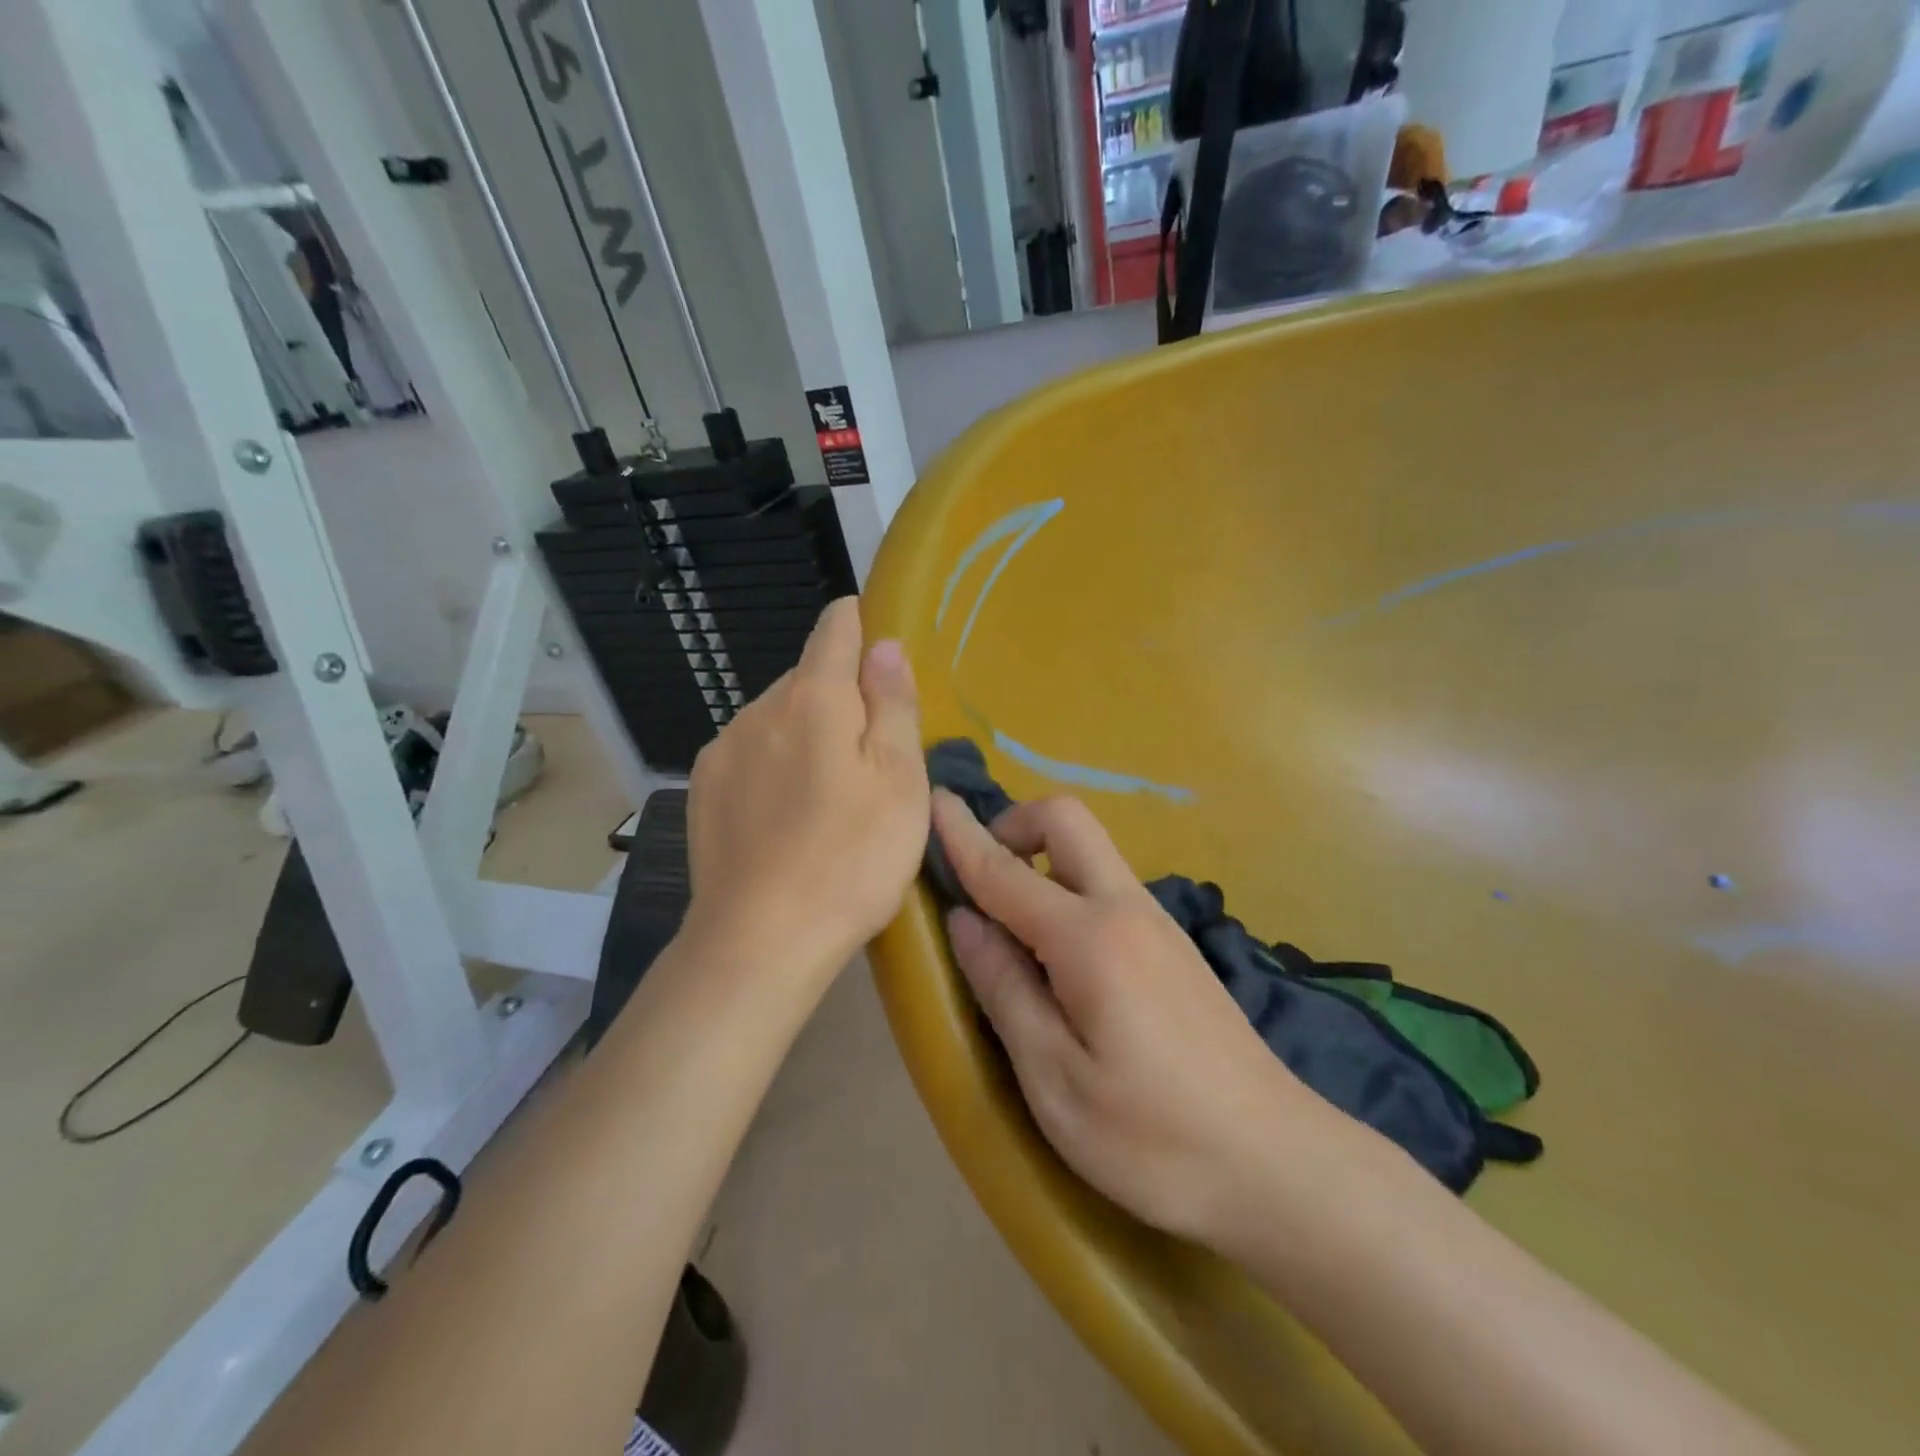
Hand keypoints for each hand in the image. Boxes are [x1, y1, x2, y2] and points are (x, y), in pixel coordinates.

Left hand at [685, 598, 928, 984]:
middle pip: (808, 678)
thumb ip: (892, 704)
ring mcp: (722, 749)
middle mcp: (758, 708)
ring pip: (776, 717)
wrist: (760, 941)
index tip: (879, 647)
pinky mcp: (702, 789)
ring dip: (805, 734)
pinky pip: (748, 753)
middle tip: (870, 757)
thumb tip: (883, 644)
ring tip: (828, 796)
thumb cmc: (851, 859)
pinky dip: (773, 765)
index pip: (835, 628)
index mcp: (813, 698)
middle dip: (840, 699)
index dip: (860, 624)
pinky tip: (786, 815)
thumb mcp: (899, 781)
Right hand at [932, 791, 1321, 1250]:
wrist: (1278, 1166)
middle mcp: (1127, 909)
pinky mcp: (1174, 948)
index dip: (962, 834)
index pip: (1006, 869)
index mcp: (1090, 937)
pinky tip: (1058, 959)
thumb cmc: (1152, 1137)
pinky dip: (1067, 891)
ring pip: (1091, 853)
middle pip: (1068, 821)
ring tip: (1006, 925)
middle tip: (978, 874)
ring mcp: (1159, 924)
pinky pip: (1107, 888)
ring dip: (1042, 859)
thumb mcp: (1054, 1078)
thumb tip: (965, 921)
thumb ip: (1005, 988)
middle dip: (1015, 825)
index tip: (933, 799)